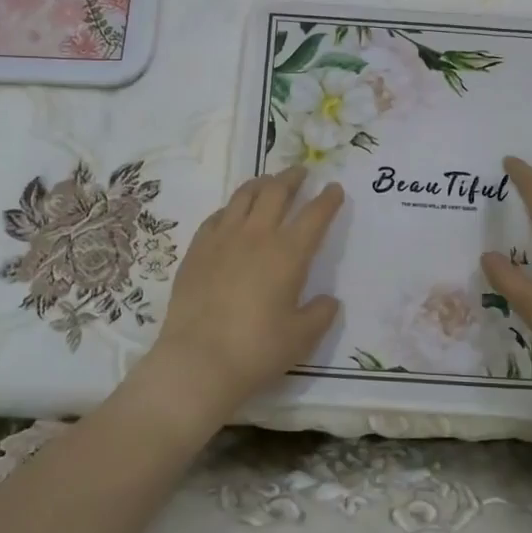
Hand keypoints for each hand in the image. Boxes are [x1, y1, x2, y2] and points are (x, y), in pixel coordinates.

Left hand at [127, 166, 343, 437]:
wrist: (197, 360)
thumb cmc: (257, 350)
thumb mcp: (301, 338)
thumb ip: (320, 314)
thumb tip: (328, 300)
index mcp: (288, 254)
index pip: (314, 216)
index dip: (328, 200)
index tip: (335, 189)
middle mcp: (256, 236)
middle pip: (276, 193)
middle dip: (292, 178)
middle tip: (301, 172)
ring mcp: (222, 239)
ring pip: (243, 196)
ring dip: (261, 184)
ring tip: (268, 182)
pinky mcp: (196, 250)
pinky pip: (216, 216)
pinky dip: (231, 208)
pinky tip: (232, 213)